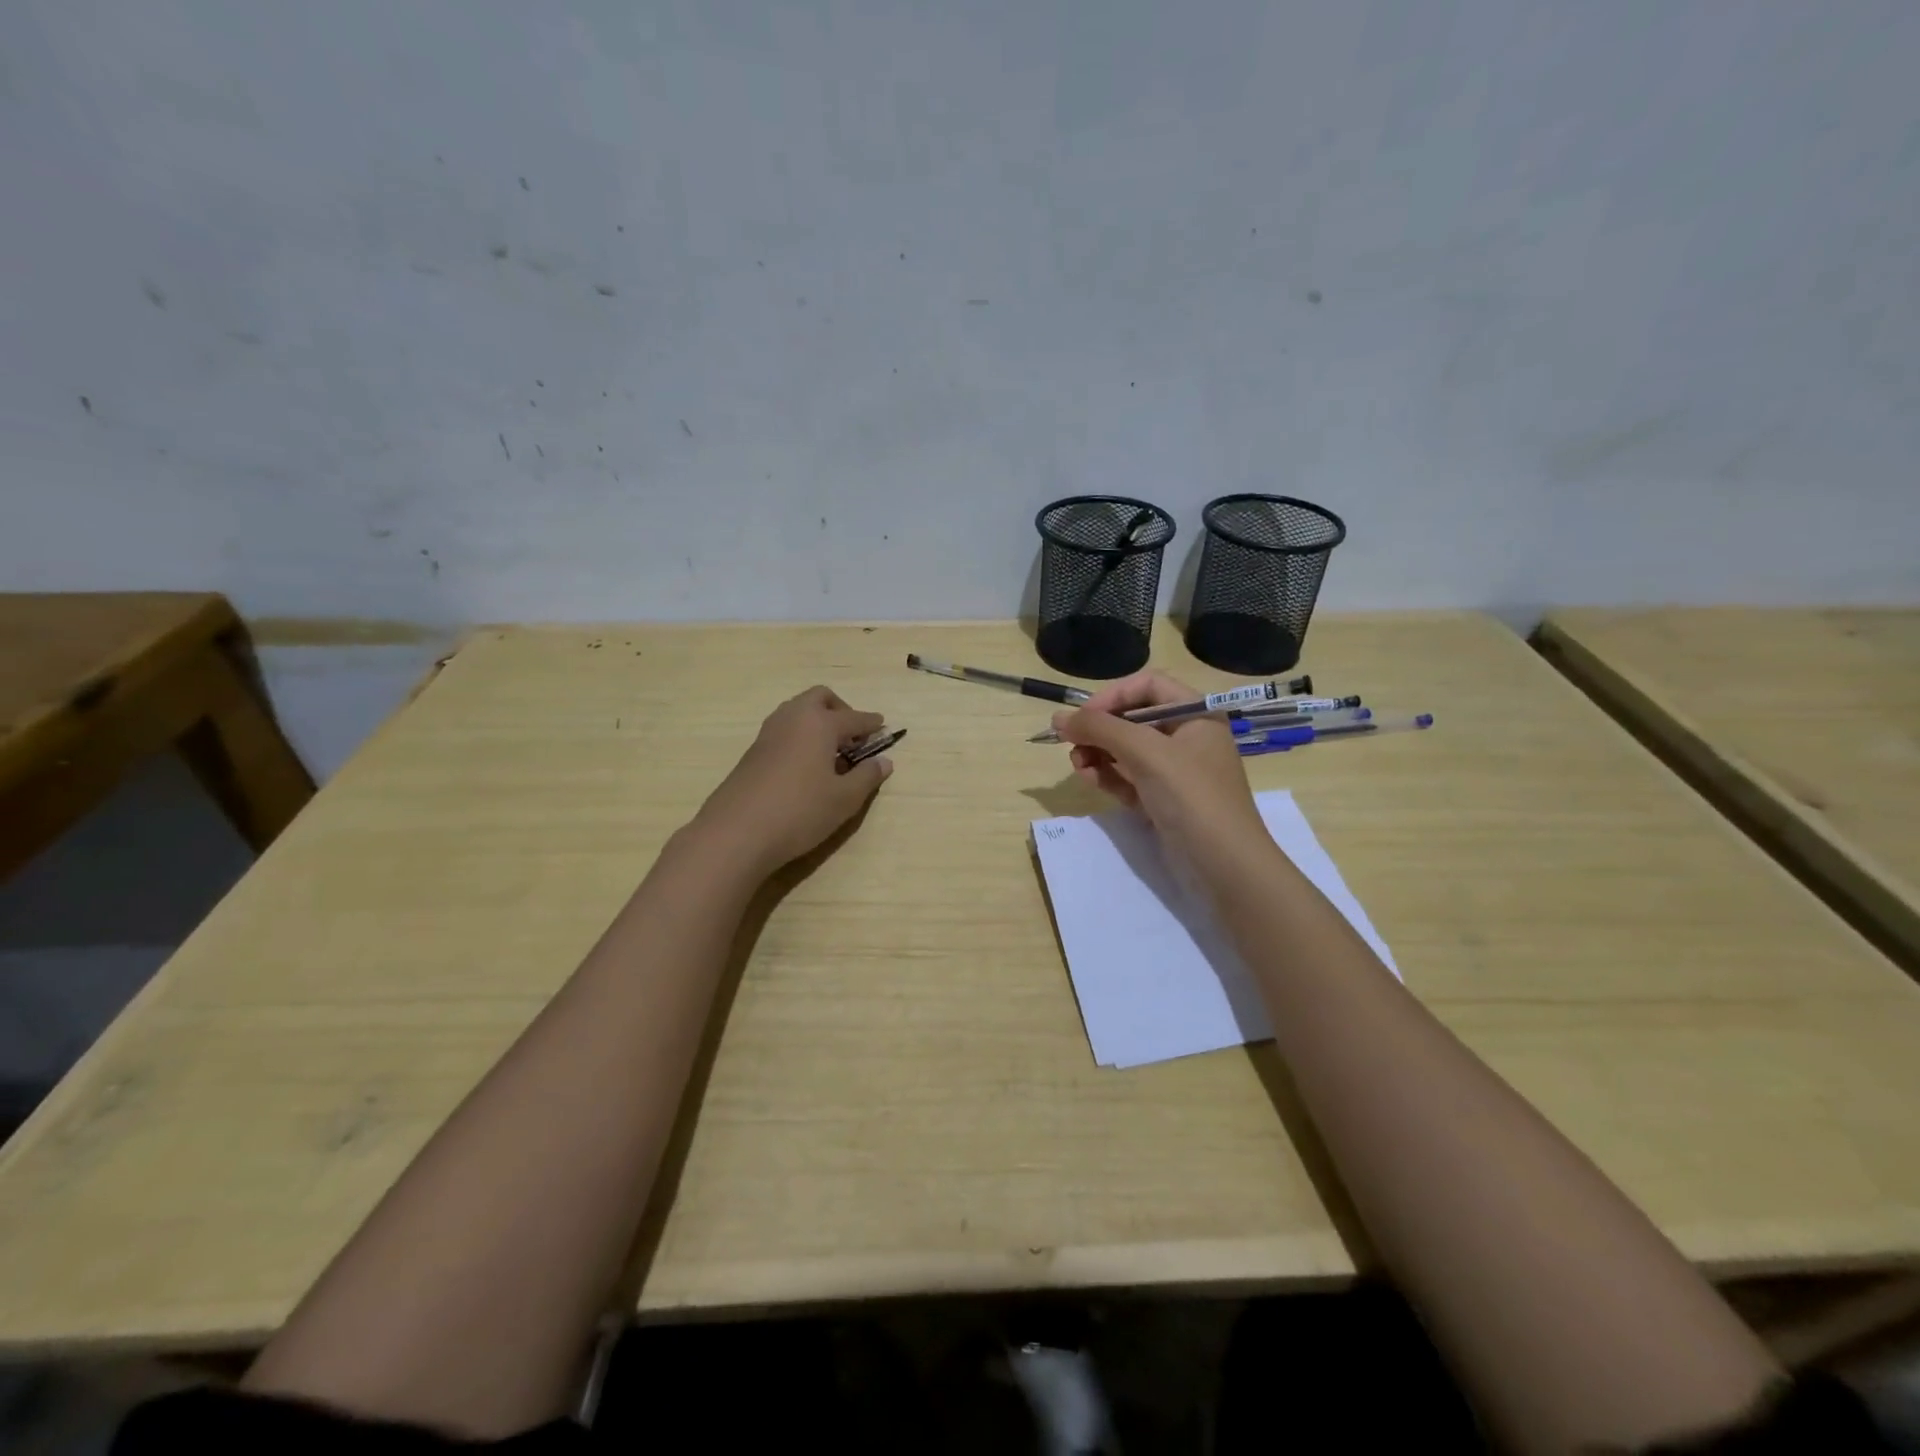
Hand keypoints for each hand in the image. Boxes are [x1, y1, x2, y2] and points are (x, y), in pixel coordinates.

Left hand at [693, 686, 894, 874]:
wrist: (737, 832)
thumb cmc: (800, 811)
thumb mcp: (844, 799)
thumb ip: (867, 776)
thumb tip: (884, 761)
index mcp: (820, 723)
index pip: (854, 718)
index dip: (871, 724)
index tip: (883, 727)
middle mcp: (793, 718)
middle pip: (821, 698)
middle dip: (841, 710)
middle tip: (853, 737)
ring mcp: (769, 733)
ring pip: (798, 711)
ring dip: (818, 722)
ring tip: (831, 753)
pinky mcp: (753, 751)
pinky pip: (784, 730)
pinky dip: (801, 736)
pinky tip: (806, 766)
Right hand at [1053, 671, 1270, 880]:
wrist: (1225, 865)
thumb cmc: (1191, 796)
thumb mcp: (1146, 753)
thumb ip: (1100, 729)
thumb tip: (1057, 718)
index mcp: (1196, 714)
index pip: (1148, 686)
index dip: (1112, 696)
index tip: (1082, 717)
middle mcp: (1187, 737)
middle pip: (1133, 718)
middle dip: (1100, 729)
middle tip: (1071, 744)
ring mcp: (1176, 771)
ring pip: (1127, 750)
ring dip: (1098, 753)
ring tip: (1078, 766)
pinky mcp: (1164, 800)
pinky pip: (1129, 778)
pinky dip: (1108, 776)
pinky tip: (1089, 779)